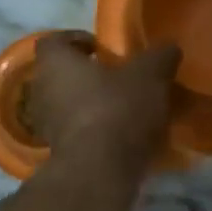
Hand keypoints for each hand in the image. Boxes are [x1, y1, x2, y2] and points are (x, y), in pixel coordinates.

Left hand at [27, 32, 179, 177]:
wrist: (101, 171)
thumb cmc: (118, 109)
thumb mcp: (150, 75)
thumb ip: (160, 56)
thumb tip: (169, 47)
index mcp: (56, 63)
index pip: (53, 41)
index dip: (76, 40)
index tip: (102, 48)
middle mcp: (42, 91)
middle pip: (60, 74)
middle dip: (86, 74)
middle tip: (118, 77)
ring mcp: (46, 126)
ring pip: (67, 105)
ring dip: (90, 103)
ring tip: (124, 107)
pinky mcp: (59, 153)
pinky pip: (76, 132)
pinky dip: (94, 130)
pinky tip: (122, 135)